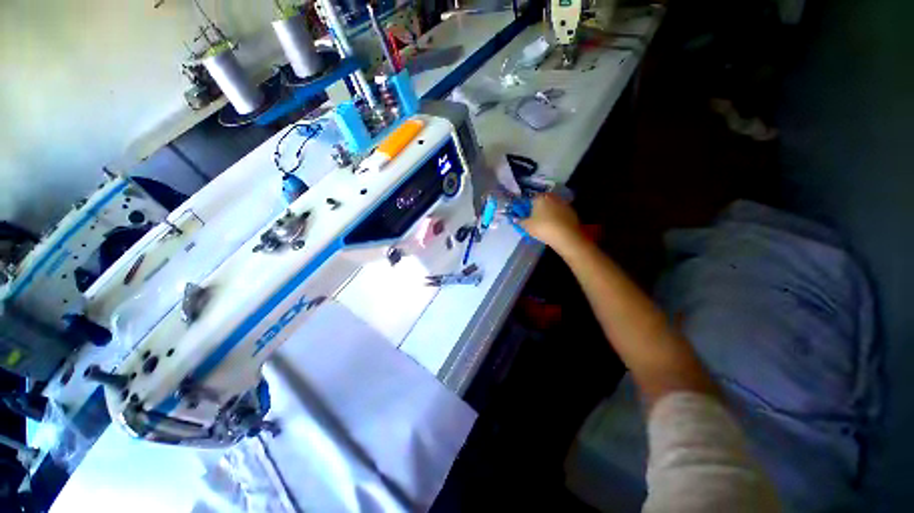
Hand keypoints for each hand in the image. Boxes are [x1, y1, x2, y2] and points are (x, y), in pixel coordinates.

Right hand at [517, 193, 581, 247]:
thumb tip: (516, 219)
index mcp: (540, 197)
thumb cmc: (543, 227)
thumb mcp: (527, 226)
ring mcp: (563, 203)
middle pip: (542, 203)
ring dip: (548, 214)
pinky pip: (560, 214)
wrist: (567, 235)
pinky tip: (554, 228)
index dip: (526, 209)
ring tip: (545, 226)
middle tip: (535, 222)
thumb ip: (520, 221)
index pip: (530, 200)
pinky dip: (556, 219)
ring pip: (552, 208)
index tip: (526, 218)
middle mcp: (552, 197)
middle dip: (538, 210)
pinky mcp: (572, 211)